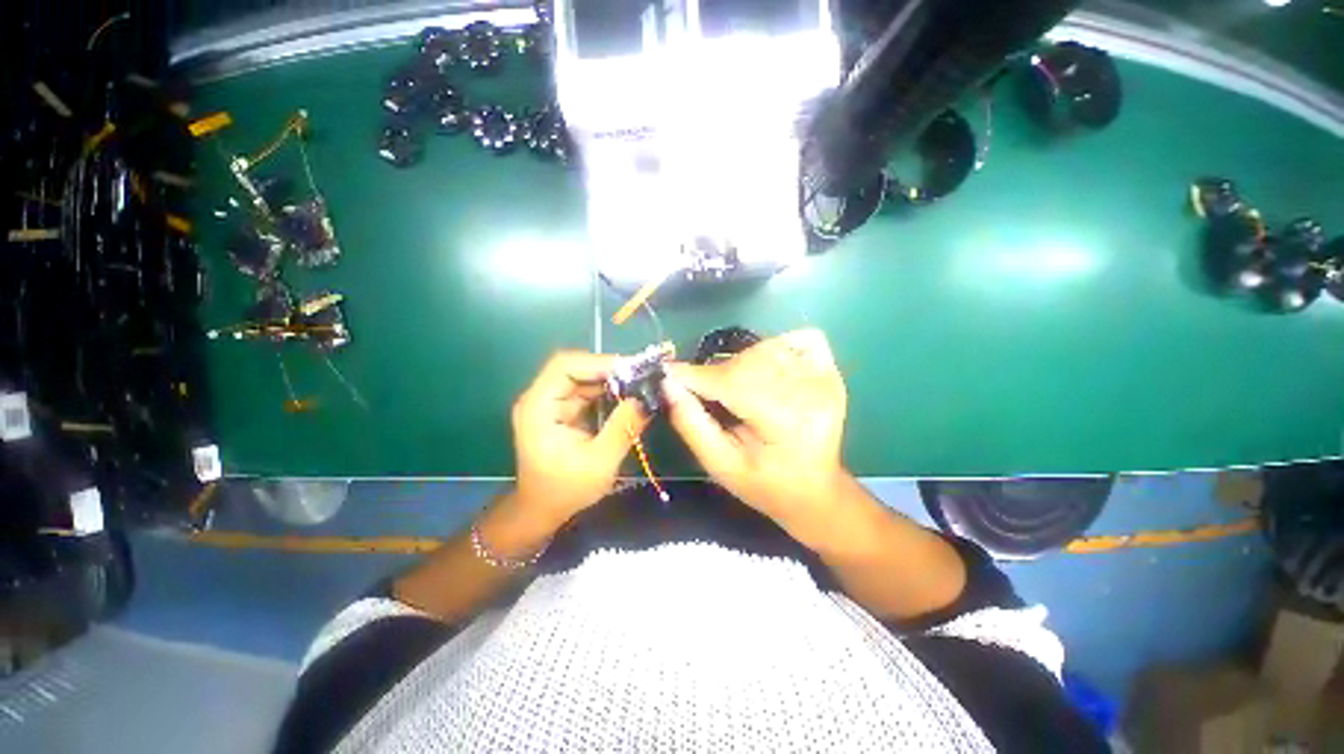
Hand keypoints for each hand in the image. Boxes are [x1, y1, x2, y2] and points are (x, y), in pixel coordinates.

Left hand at [511, 351, 647, 526]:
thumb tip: (648, 398)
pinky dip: (608, 392)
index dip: (599, 362)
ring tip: (640, 386)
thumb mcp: (600, 461)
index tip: (632, 370)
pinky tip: (628, 397)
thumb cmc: (565, 490)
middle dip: (610, 370)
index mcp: (539, 406)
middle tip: (642, 377)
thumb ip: (623, 427)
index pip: (565, 365)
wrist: (542, 511)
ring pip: (584, 378)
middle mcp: (541, 398)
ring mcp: (550, 403)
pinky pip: (587, 391)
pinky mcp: (561, 410)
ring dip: (612, 380)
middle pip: (576, 368)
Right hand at [663, 329, 849, 543]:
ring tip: (734, 390)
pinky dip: (772, 348)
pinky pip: (795, 339)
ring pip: (765, 348)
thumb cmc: (765, 484)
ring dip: (740, 362)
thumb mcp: (720, 465)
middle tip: (702, 391)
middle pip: (748, 362)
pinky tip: (765, 372)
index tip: (668, 372)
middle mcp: (812, 392)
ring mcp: (825, 376)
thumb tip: (668, 384)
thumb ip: (691, 423)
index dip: (696, 376)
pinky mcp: (829, 368)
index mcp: (787, 423)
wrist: (814, 489)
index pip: (733, 383)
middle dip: (716, 373)